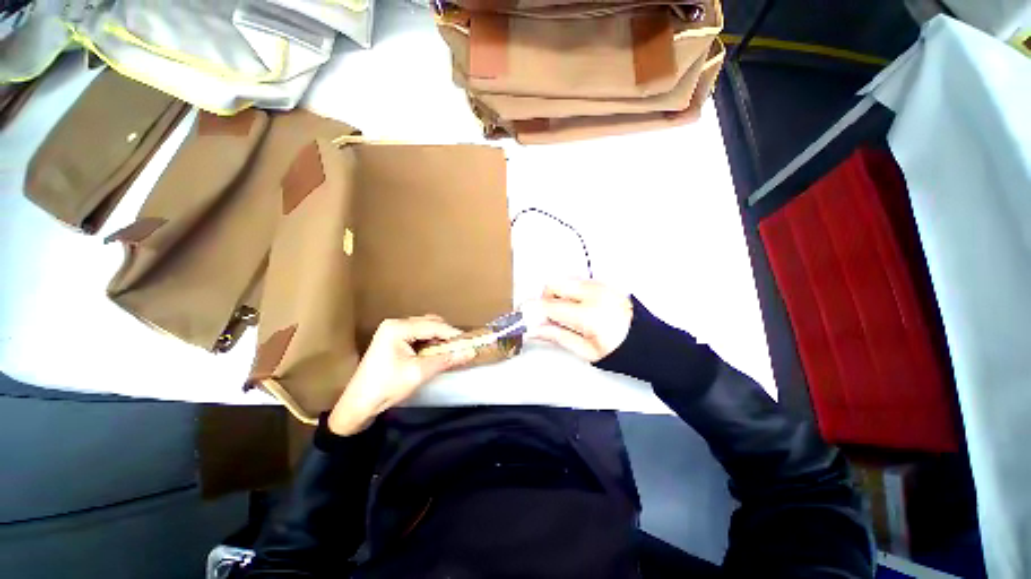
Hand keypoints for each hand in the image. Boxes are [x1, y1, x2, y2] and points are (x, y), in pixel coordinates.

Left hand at [328, 316, 475, 435]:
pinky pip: (417, 335)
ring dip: (438, 338)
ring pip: (424, 328)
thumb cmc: (386, 387)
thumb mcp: (419, 373)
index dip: (453, 334)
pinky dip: (429, 342)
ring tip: (449, 351)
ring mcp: (392, 330)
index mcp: (398, 328)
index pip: (433, 326)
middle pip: (429, 323)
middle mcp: (395, 324)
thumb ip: (446, 360)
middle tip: (460, 347)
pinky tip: (435, 352)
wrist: (358, 404)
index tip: (470, 342)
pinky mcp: (392, 339)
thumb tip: (470, 352)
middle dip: (445, 334)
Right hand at [526, 279, 632, 361]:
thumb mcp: (587, 351)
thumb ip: (558, 336)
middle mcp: (593, 293)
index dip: (532, 310)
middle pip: (554, 283)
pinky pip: (579, 282)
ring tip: (568, 315)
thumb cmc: (620, 352)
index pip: (549, 306)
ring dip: (559, 295)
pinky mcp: (605, 284)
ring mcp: (600, 286)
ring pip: (566, 281)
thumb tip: (534, 330)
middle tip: (550, 316)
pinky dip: (572, 292)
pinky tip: (580, 308)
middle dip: (545, 298)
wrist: (651, 343)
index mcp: (588, 314)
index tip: (523, 316)